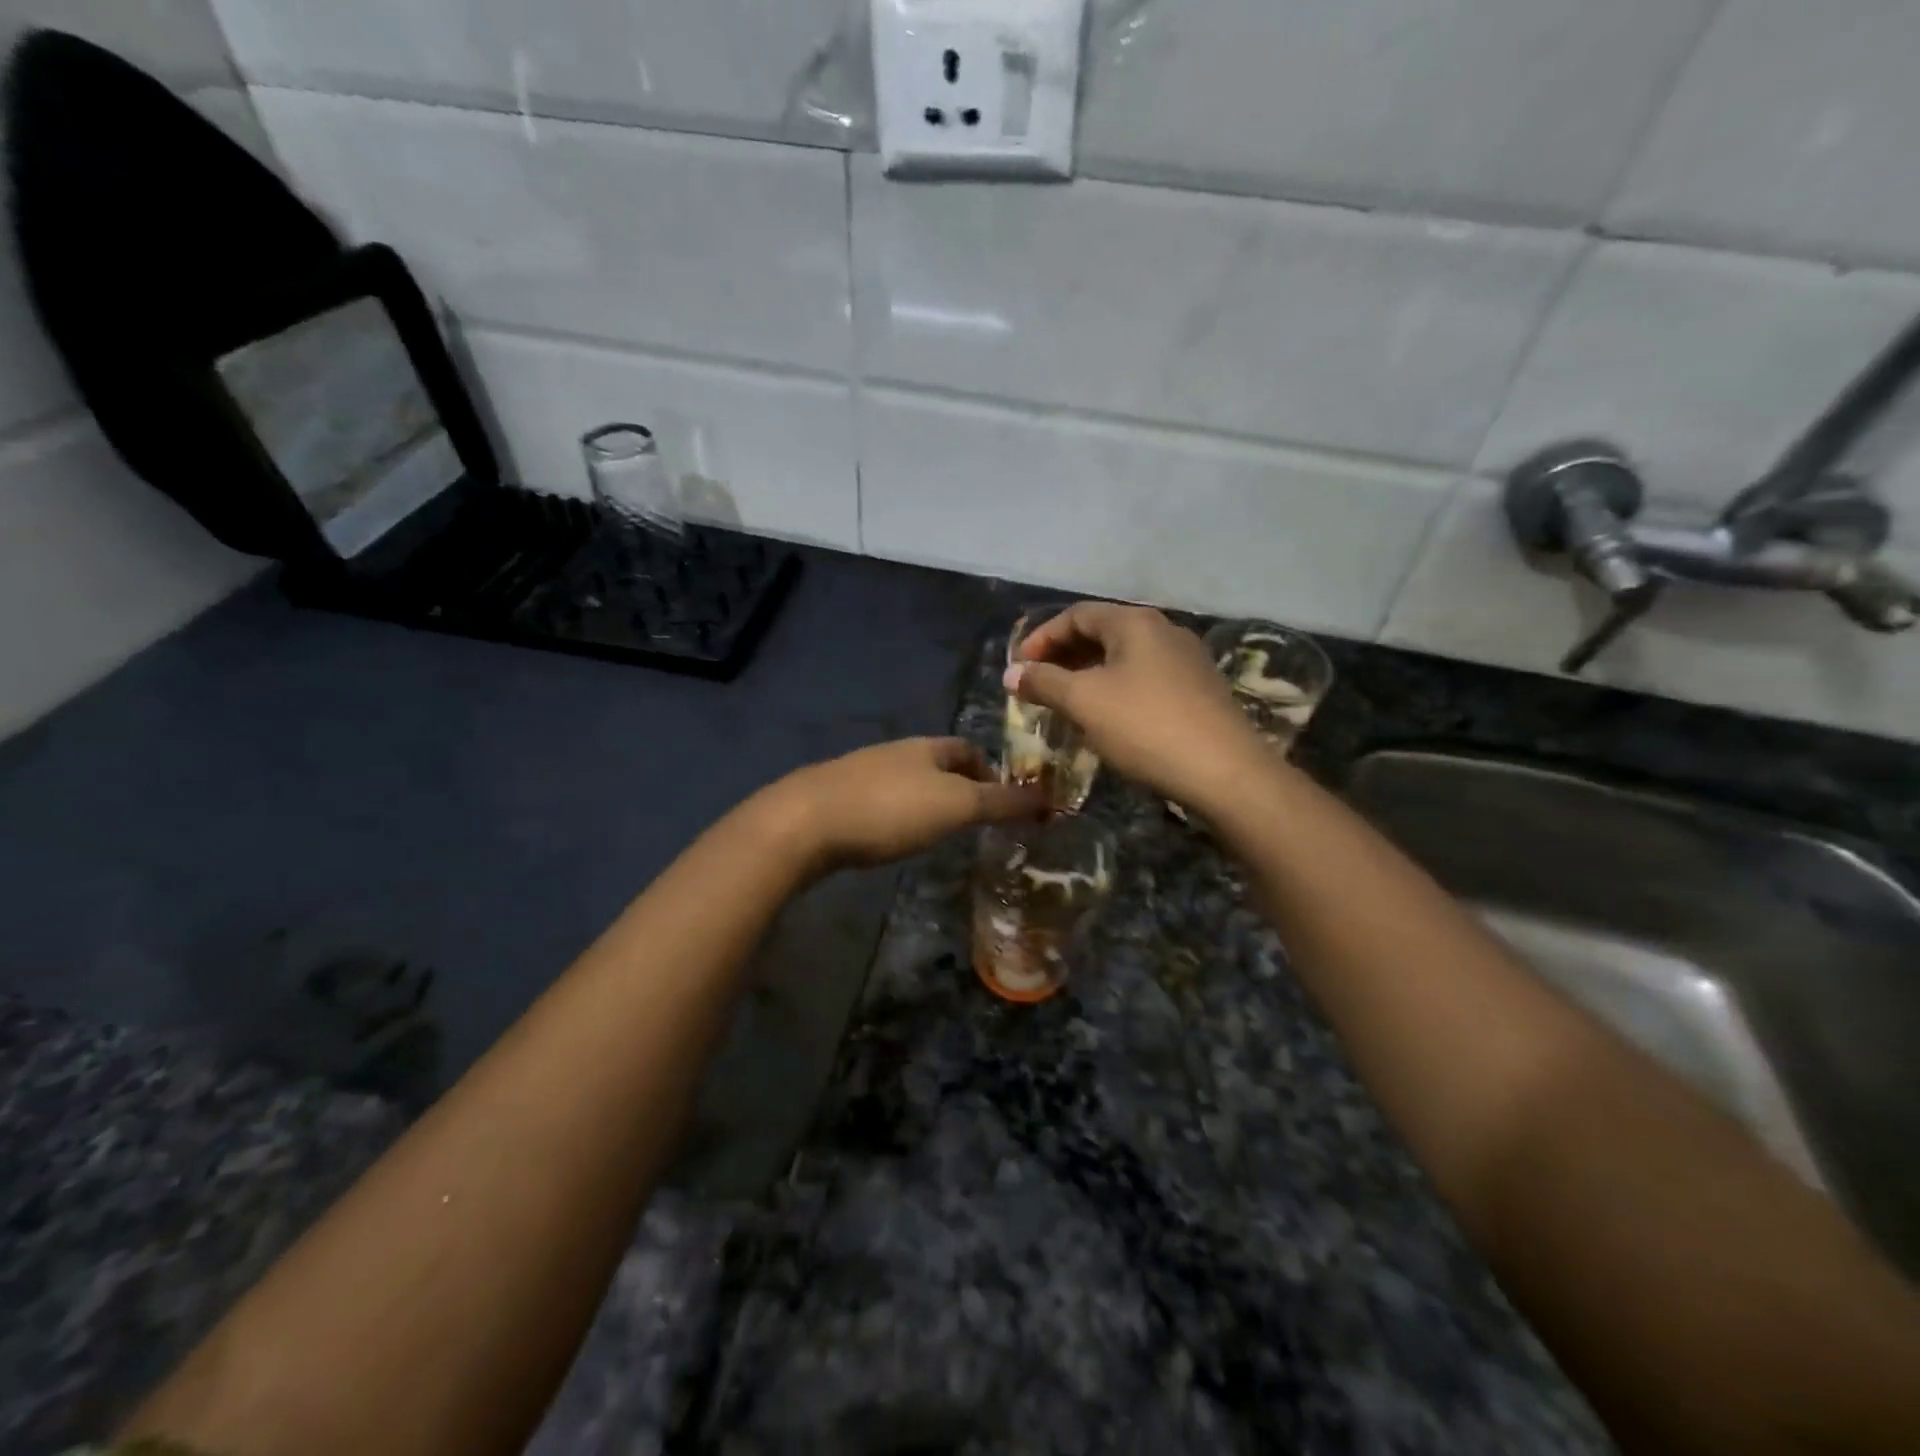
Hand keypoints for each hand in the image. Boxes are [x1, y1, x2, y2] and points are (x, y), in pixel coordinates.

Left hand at [769, 738, 1046, 874]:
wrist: (806, 822)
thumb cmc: (890, 809)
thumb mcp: (956, 806)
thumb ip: (1003, 803)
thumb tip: (1050, 799)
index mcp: (927, 747)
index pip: (968, 749)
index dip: (990, 771)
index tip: (1005, 802)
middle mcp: (896, 752)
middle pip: (937, 765)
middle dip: (959, 788)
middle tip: (975, 823)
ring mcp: (862, 773)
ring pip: (907, 783)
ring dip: (927, 802)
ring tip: (939, 833)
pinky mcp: (837, 798)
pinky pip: (880, 801)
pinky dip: (897, 815)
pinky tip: (893, 838)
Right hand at [1007, 603, 1268, 811]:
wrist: (1225, 772)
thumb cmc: (1145, 726)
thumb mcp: (1085, 702)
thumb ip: (1044, 682)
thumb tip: (1012, 673)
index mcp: (1135, 622)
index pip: (1077, 615)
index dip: (1042, 638)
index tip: (1019, 668)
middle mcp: (1163, 630)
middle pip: (1102, 632)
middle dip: (1064, 656)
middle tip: (1038, 685)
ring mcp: (1186, 660)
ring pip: (1124, 657)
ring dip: (1088, 674)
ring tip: (1065, 702)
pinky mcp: (1198, 690)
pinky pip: (1144, 678)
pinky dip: (1115, 689)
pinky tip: (1106, 717)